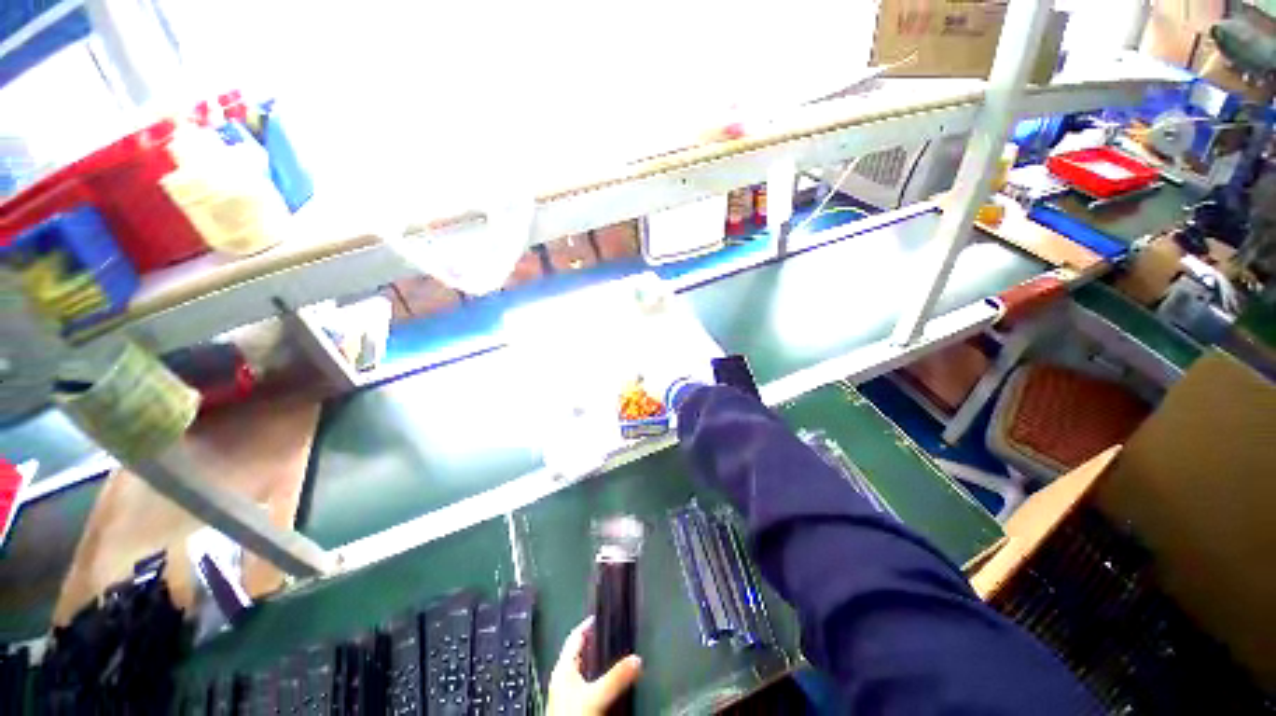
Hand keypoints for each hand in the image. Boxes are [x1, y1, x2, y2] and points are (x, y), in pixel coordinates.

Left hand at [546, 617, 641, 715]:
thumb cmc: (574, 715)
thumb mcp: (596, 695)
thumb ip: (616, 676)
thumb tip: (638, 659)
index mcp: (563, 667)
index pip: (575, 636)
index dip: (589, 624)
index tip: (604, 616)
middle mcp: (563, 678)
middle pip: (581, 653)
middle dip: (598, 645)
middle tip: (615, 636)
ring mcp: (567, 694)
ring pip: (585, 671)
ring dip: (600, 665)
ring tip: (617, 657)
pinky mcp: (573, 707)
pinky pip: (588, 686)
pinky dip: (599, 681)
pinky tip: (610, 685)